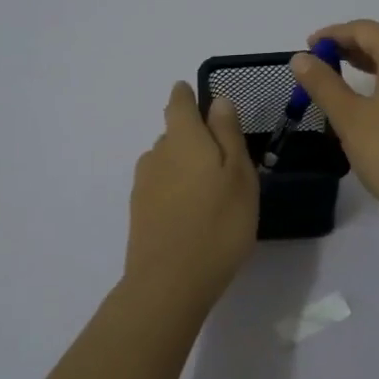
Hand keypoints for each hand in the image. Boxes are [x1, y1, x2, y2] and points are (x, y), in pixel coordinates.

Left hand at [124, 82, 258, 309]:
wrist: (169, 283)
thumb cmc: (218, 223)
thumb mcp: (239, 174)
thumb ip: (228, 133)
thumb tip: (217, 100)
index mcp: (183, 138)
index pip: (178, 103)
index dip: (187, 96)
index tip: (196, 96)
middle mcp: (157, 154)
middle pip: (173, 133)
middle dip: (193, 137)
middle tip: (223, 157)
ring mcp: (144, 185)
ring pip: (166, 162)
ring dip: (185, 166)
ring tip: (211, 188)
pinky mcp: (139, 213)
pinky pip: (161, 188)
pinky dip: (176, 190)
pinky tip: (193, 212)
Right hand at [291, 20, 378, 230]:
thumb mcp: (349, 118)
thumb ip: (323, 83)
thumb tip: (301, 58)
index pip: (366, 30)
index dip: (333, 35)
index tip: (308, 46)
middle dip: (352, 48)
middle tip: (321, 63)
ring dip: (373, 65)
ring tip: (343, 78)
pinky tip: (377, 100)